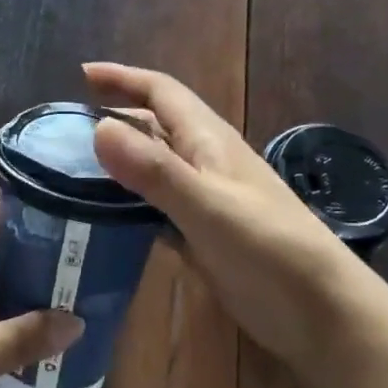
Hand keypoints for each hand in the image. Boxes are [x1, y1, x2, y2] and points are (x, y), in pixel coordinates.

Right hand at [85, 62, 362, 376]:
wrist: (322, 314)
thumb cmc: (270, 251)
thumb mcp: (209, 206)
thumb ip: (155, 170)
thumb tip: (98, 127)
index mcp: (208, 141)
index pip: (161, 93)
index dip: (123, 78)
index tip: (81, 73)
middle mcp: (204, 162)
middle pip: (154, 126)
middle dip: (114, 115)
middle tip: (64, 127)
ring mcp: (204, 200)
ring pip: (153, 166)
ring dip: (117, 160)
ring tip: (71, 168)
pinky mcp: (201, 235)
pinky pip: (155, 206)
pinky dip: (127, 202)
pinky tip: (102, 218)